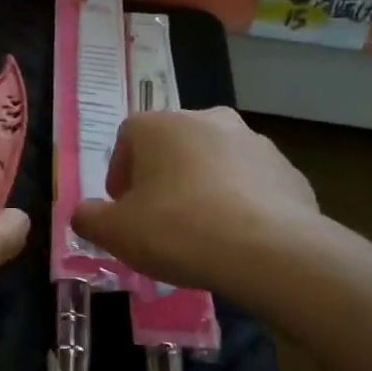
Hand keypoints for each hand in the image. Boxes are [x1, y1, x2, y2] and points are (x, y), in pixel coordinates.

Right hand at [71, 108, 316, 296]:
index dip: (119, 174)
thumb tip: (84, 213)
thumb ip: (89, 218)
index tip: (122, 209)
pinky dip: (238, 202)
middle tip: (157, 219)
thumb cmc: (178, 231)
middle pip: (172, 146)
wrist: (269, 251)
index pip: (127, 137)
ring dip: (201, 187)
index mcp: (161, 126)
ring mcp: (254, 141)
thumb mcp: (115, 233)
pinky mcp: (287, 170)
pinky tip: (235, 237)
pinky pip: (250, 184)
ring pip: (213, 162)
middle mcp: (208, 119)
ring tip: (199, 231)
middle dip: (161, 178)